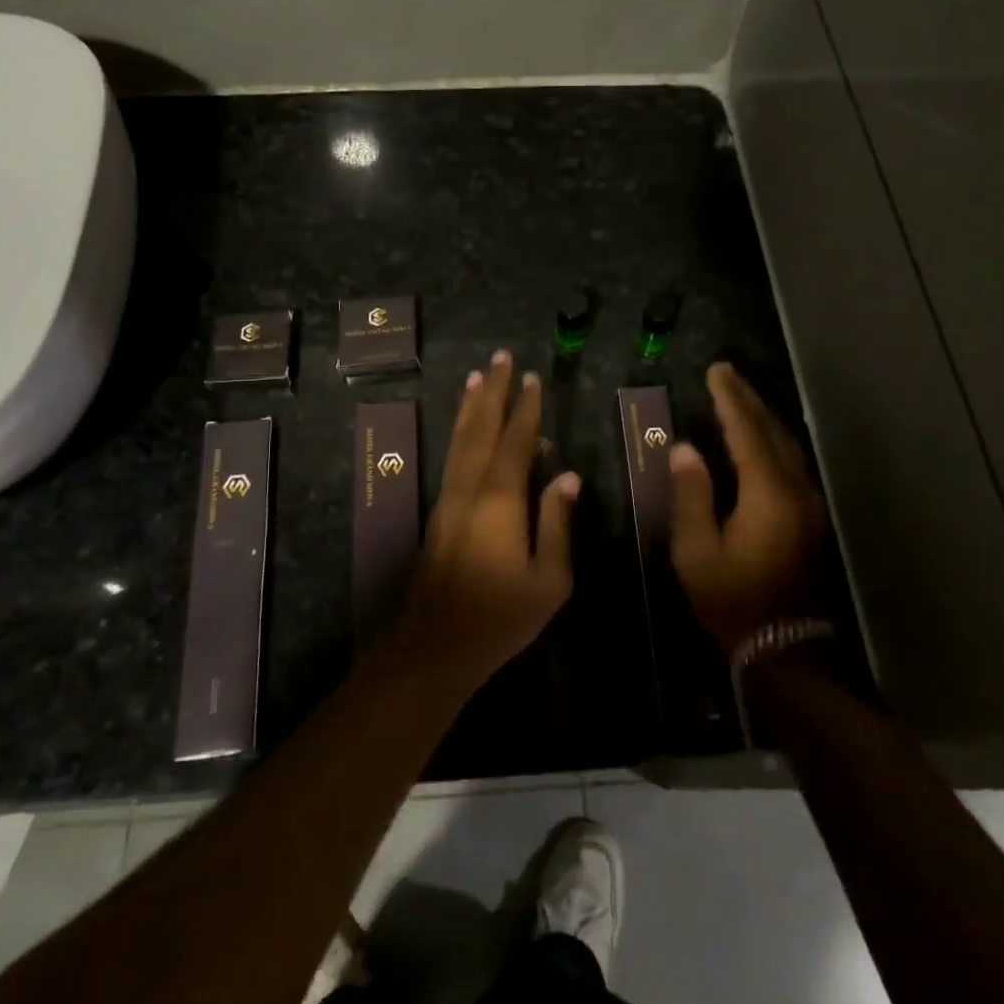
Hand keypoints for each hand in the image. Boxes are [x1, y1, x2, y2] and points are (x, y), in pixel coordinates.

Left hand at [403, 350, 579, 688]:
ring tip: (477, 376)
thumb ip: (558, 524)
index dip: (525, 409)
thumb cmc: (501, 617)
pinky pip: (453, 457)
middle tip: (501, 357)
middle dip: (492, 391)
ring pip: (460, 440)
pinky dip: (461, 432)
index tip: (533, 378)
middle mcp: (470, 489)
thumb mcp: (549, 580)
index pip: (515, 443)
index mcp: (500, 502)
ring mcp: (450, 499)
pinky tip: (467, 427)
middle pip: (481, 429)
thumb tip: (567, 476)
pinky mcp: (440, 512)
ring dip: (471, 406)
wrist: (435, 646)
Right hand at [668, 362, 827, 654]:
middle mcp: (795, 489)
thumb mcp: (697, 551)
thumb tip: (685, 448)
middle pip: (772, 431)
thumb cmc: (731, 600)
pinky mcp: (809, 516)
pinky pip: (790, 461)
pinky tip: (757, 437)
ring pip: (786, 445)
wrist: (783, 646)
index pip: (746, 432)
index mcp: (768, 494)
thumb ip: (691, 494)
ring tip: (738, 397)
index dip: (730, 399)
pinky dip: (771, 439)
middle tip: (726, 374)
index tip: (716, 371)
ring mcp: (808, 503)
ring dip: (762, 417)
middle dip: (748, 400)